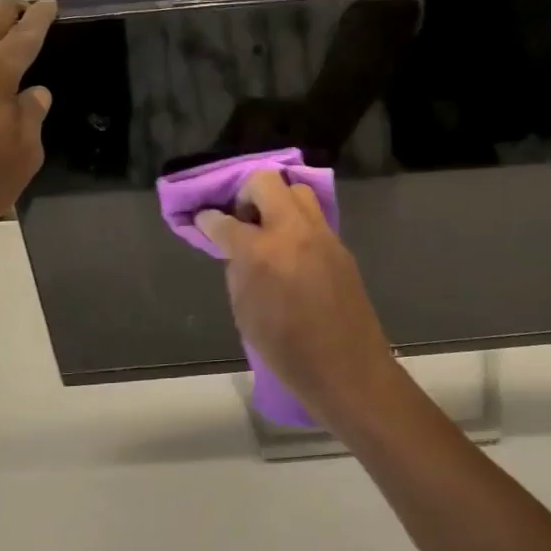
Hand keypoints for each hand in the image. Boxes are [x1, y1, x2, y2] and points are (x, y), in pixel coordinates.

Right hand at [197, 171, 397, 426]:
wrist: (347, 368)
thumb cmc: (287, 351)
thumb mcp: (245, 313)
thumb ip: (238, 271)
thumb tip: (236, 249)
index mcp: (262, 252)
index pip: (225, 221)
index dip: (209, 220)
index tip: (204, 221)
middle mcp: (293, 231)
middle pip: (266, 182)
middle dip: (245, 193)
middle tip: (241, 220)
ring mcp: (322, 234)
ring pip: (296, 191)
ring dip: (277, 201)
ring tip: (268, 230)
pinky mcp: (340, 245)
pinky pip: (314, 217)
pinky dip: (296, 222)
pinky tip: (291, 248)